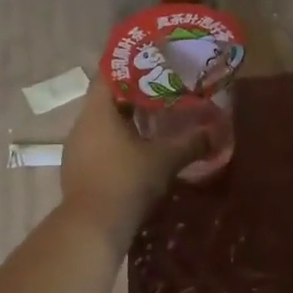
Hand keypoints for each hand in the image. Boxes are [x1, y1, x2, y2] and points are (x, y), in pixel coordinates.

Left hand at [60, 80, 211, 242]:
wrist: (92, 228)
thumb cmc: (127, 182)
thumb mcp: (166, 160)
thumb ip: (191, 142)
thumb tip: (216, 131)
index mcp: (98, 111)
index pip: (109, 74)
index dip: (132, 66)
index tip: (155, 64)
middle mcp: (81, 124)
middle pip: (108, 99)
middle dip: (135, 95)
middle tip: (164, 92)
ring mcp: (76, 149)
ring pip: (104, 124)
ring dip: (127, 121)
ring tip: (156, 121)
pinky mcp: (77, 171)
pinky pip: (100, 146)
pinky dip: (119, 143)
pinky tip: (140, 152)